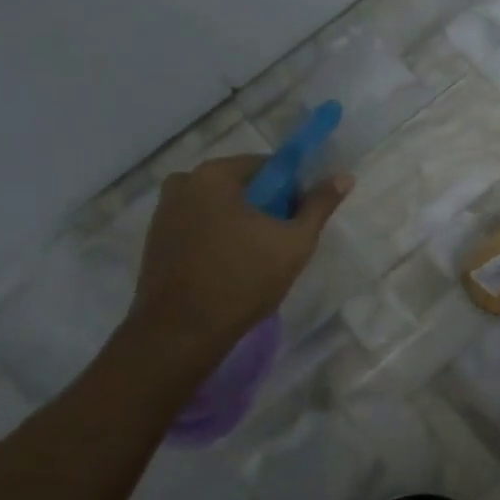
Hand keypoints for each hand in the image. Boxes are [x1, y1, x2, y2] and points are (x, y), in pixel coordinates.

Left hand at [128, 155, 351, 348]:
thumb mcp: (294, 242)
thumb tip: (344, 177)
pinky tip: (229, 267)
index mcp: (214, 174)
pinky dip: (217, 238)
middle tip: (281, 242)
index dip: (291, 190)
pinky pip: (198, 226)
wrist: (181, 333)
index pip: (267, 166)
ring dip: (240, 224)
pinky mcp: (155, 240)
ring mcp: (163, 212)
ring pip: (218, 208)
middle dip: (265, 208)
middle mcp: (183, 183)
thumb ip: (319, 206)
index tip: (299, 220)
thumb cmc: (243, 280)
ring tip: (256, 259)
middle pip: (240, 186)